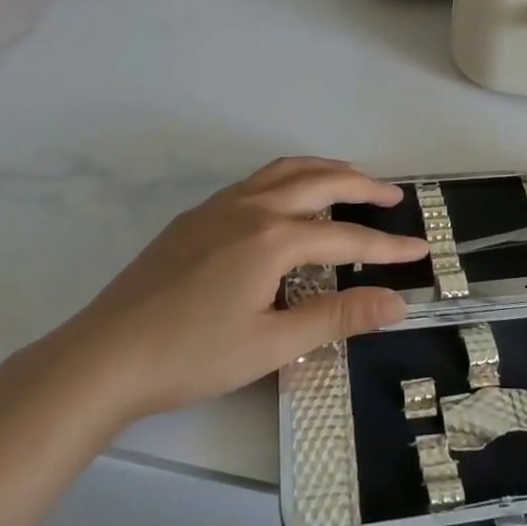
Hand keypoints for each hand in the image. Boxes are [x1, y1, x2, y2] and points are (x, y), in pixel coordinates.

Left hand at [43, 158, 428, 421]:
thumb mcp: (272, 344)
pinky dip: (290, 177)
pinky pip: (258, 179)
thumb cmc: (193, 355)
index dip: (388, 246)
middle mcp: (253, 207)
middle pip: (321, 180)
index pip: (347, 235)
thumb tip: (397, 303)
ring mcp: (221, 205)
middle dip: (363, 186)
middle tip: (393, 197)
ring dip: (325, 169)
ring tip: (350, 181)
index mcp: (274, 238)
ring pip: (286, 170)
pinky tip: (289, 200)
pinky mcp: (198, 214)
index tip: (421, 249)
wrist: (105, 355)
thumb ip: (337, 317)